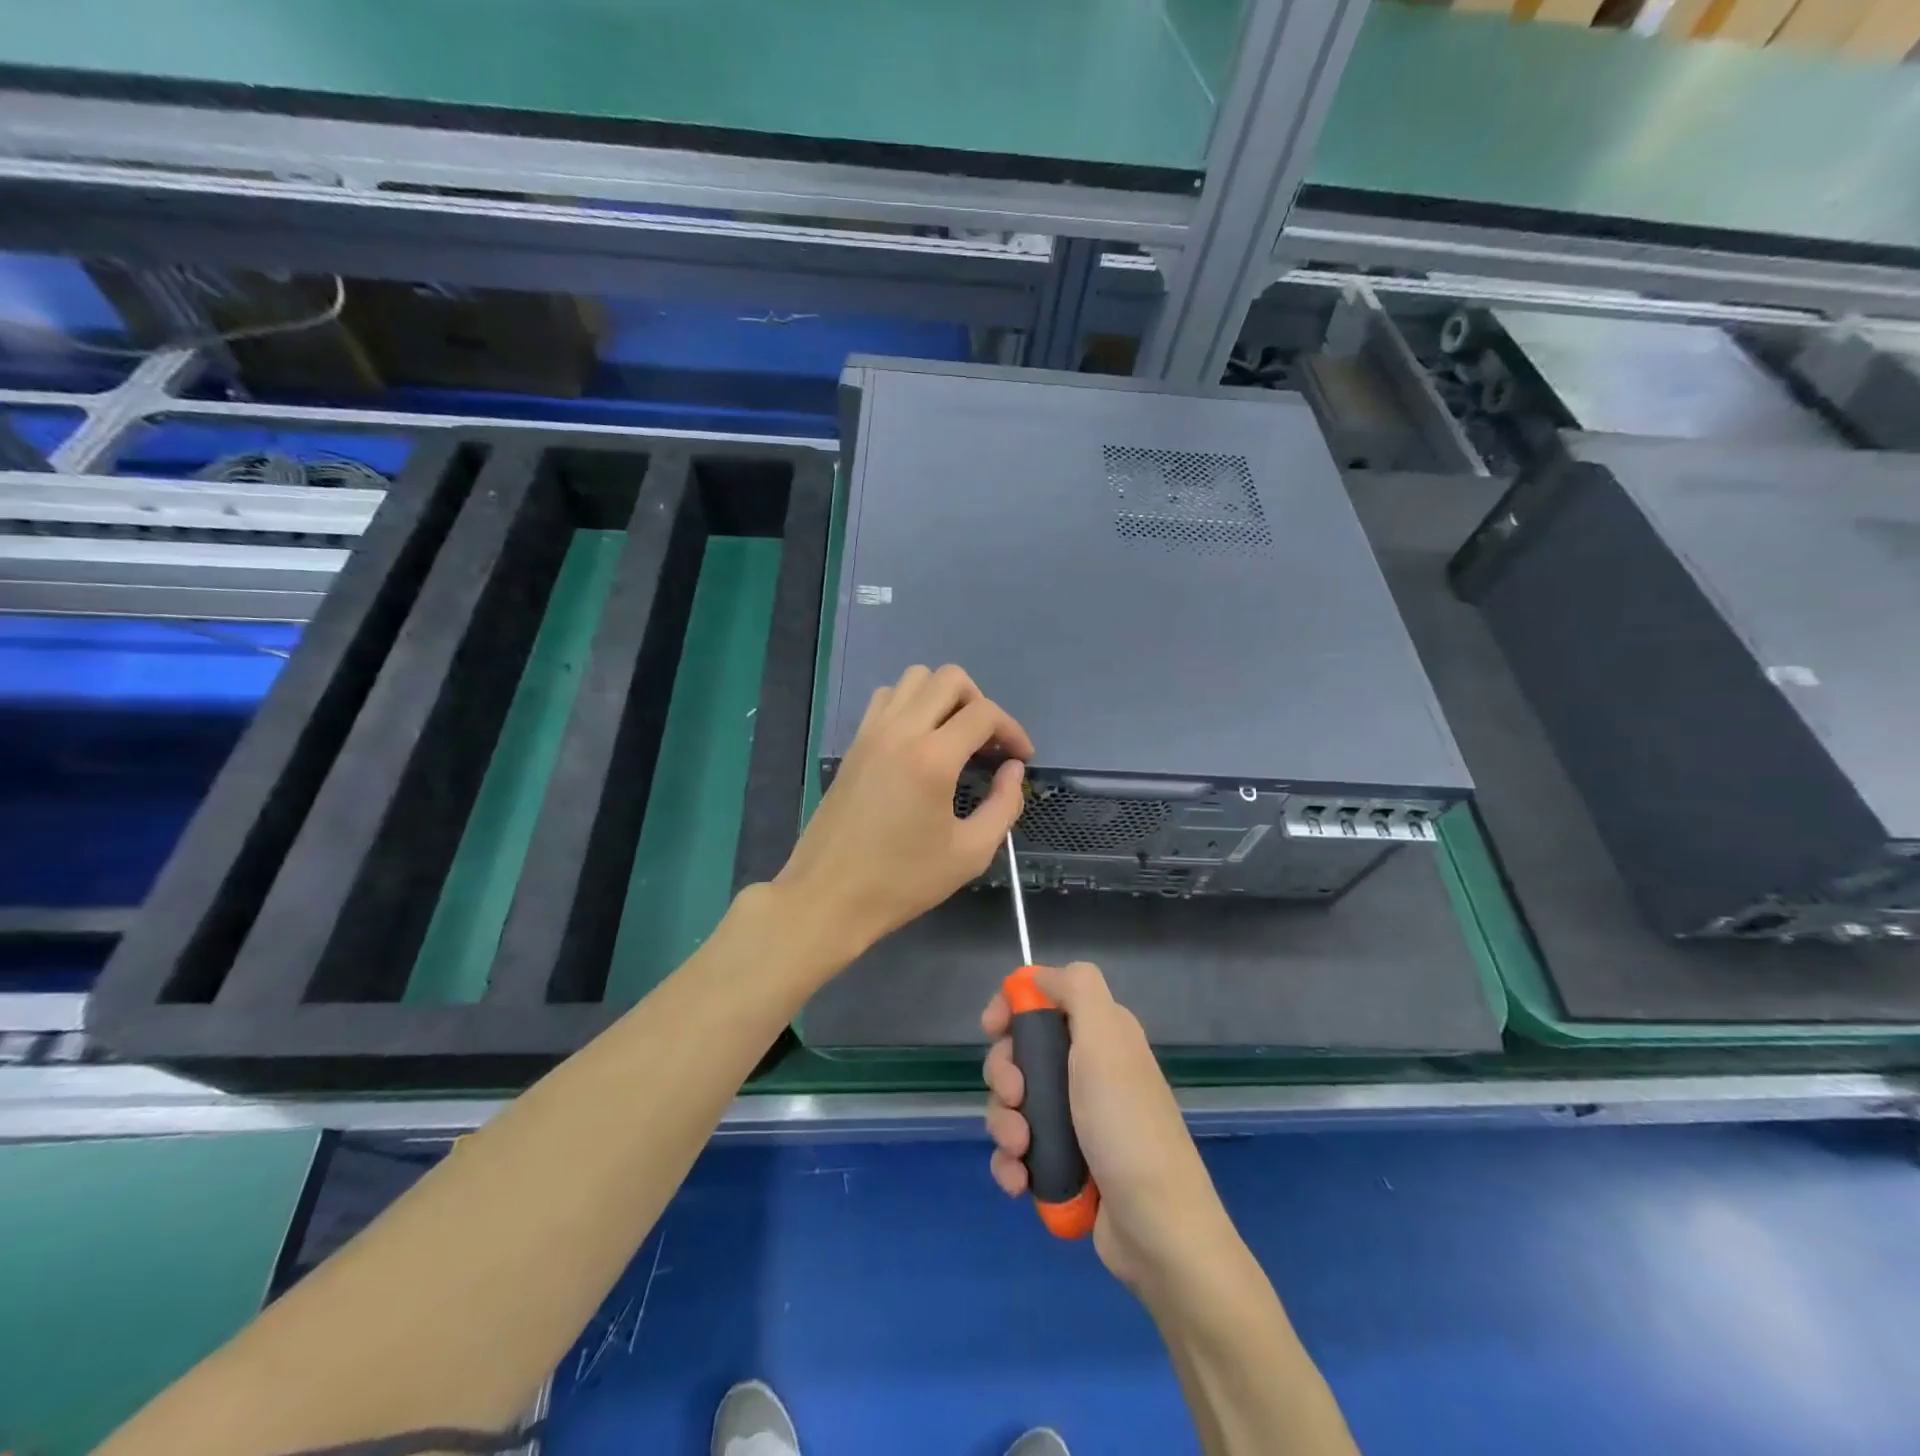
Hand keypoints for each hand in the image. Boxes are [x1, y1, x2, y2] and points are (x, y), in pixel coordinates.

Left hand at [773, 664, 1031, 962]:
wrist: (828, 896)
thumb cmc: (902, 881)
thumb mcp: (970, 853)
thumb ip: (1003, 805)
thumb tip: (1013, 770)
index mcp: (932, 758)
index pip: (984, 713)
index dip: (1013, 730)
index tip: (1021, 758)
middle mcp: (900, 731)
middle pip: (949, 678)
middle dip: (980, 703)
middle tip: (987, 744)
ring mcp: (871, 733)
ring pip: (913, 679)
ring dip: (943, 697)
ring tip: (954, 737)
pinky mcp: (854, 745)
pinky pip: (886, 699)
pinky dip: (910, 705)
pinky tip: (918, 742)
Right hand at [982, 962, 1235, 1293]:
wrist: (1158, 1230)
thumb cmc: (1126, 1125)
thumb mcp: (1105, 1040)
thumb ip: (1077, 989)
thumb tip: (1037, 975)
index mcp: (1099, 1034)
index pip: (1044, 999)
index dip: (1012, 1008)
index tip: (993, 1028)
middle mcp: (1086, 1069)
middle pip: (1019, 1051)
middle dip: (1004, 1075)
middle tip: (1014, 1096)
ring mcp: (1074, 1118)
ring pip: (1013, 1103)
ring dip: (1004, 1124)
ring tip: (1021, 1150)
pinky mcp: (1064, 1161)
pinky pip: (1018, 1149)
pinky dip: (1011, 1163)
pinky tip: (1019, 1181)